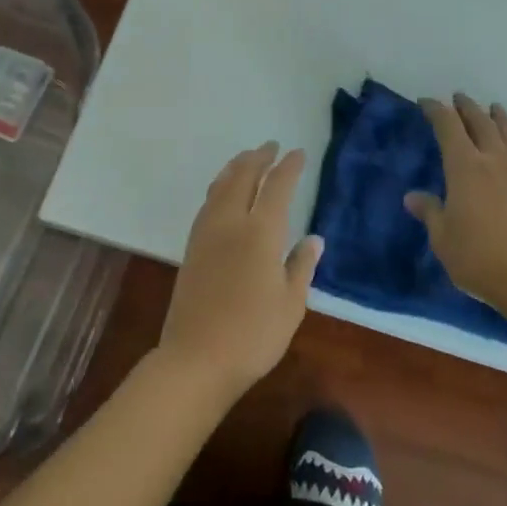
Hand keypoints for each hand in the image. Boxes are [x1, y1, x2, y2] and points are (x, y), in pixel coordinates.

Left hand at [157, 144, 323, 402]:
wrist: (196, 359)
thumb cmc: (253, 335)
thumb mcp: (290, 304)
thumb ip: (301, 266)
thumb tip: (314, 239)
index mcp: (261, 232)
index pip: (277, 187)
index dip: (288, 167)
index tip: (298, 153)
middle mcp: (231, 222)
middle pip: (243, 177)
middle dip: (259, 158)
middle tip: (271, 147)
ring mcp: (207, 233)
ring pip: (221, 186)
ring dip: (236, 167)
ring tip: (247, 159)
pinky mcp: (192, 247)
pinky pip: (208, 202)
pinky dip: (220, 186)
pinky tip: (222, 192)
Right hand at [406, 94, 506, 315]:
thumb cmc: (478, 257)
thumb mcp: (442, 237)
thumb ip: (430, 212)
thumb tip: (413, 197)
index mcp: (464, 167)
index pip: (448, 126)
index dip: (436, 110)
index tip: (426, 102)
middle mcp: (493, 161)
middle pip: (481, 123)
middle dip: (467, 107)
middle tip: (458, 98)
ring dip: (499, 119)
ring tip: (494, 108)